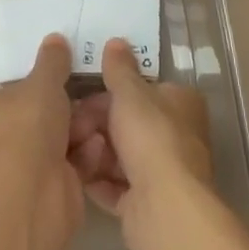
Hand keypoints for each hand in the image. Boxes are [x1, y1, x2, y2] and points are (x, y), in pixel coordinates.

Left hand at [0, 33, 83, 249]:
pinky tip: (99, 145)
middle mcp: (1, 138)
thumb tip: (55, 39)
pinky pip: (74, 163)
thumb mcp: (43, 83)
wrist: (32, 195)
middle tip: (97, 91)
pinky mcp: (51, 190)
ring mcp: (26, 166)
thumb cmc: (26, 127)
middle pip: (43, 114)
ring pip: (62, 138)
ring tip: (106, 114)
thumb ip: (52, 62)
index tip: (67, 71)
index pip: (13, 89)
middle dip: (71, 105)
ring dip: (83, 128)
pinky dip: (87, 154)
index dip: (40, 81)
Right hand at [68, 38, 213, 244]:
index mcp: (179, 104)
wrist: (164, 208)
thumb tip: (116, 41)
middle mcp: (175, 136)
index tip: (83, 93)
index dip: (111, 91)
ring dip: (93, 151)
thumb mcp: (130, 93)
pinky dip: (95, 178)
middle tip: (69, 124)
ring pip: (118, 154)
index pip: (141, 90)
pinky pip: (113, 185)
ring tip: (70, 149)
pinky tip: (75, 173)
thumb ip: (119, 68)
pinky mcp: (145, 204)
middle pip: (126, 123)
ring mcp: (161, 172)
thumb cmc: (151, 137)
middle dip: (95, 123)